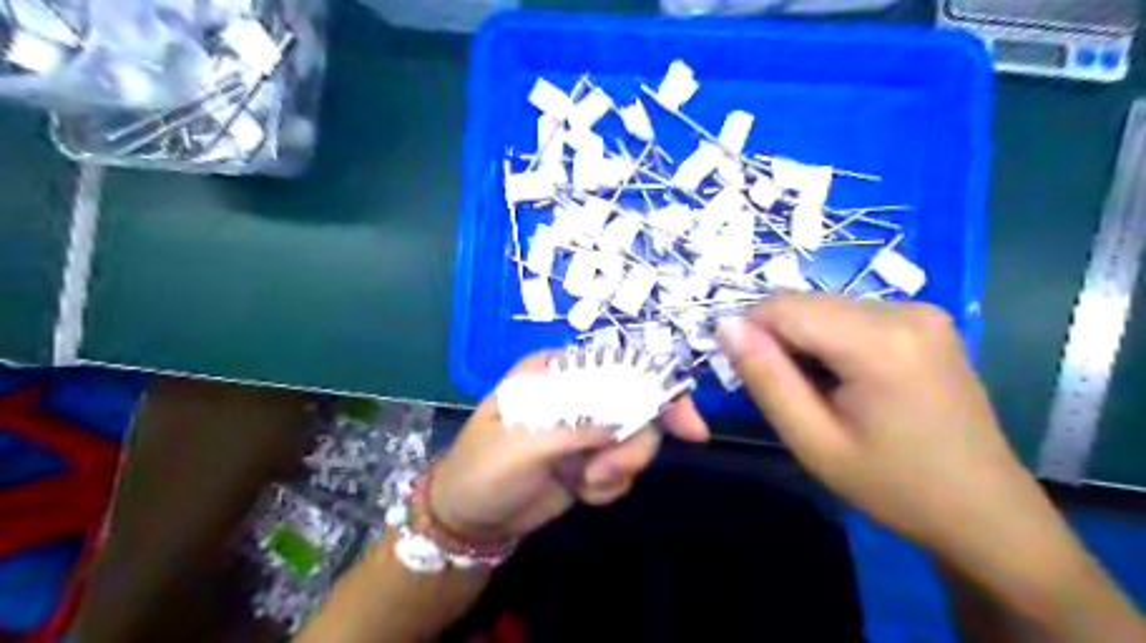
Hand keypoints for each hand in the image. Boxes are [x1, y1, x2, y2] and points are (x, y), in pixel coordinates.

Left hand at [426, 352, 708, 542]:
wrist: (470, 520)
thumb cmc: (484, 469)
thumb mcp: (525, 444)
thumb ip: (578, 426)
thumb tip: (628, 417)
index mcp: (556, 372)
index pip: (618, 366)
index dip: (658, 389)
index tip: (690, 427)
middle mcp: (577, 394)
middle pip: (638, 406)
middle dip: (633, 445)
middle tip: (605, 472)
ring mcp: (587, 429)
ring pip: (636, 442)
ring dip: (617, 469)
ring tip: (584, 484)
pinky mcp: (591, 460)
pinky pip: (623, 470)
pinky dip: (607, 486)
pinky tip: (580, 492)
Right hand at [718, 294, 1059, 561]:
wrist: (983, 509)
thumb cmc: (893, 485)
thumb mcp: (813, 441)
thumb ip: (766, 378)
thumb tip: (727, 327)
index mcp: (879, 342)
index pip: (783, 306)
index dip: (751, 332)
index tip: (749, 375)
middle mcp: (904, 310)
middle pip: (806, 303)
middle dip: (779, 339)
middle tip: (789, 393)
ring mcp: (922, 311)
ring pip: (825, 307)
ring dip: (805, 341)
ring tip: (821, 392)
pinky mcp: (926, 320)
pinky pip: (852, 315)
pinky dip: (831, 341)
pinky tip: (846, 380)